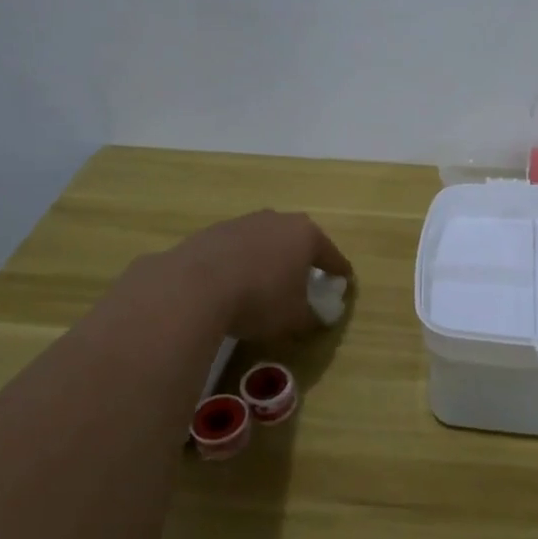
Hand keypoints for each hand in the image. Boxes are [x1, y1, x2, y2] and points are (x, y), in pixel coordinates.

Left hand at [167, 210, 354, 342]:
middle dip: (302, 259)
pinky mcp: (212, 232)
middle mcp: (277, 220)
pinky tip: (233, 284)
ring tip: (265, 283)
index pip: (331, 255)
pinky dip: (240, 263)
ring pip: (265, 241)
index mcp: (306, 235)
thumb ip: (312, 317)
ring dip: (268, 259)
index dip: (339, 271)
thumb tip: (318, 317)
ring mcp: (242, 222)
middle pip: (297, 240)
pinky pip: (236, 249)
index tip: (344, 282)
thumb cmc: (260, 299)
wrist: (193, 287)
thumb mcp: (294, 318)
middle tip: (304, 280)